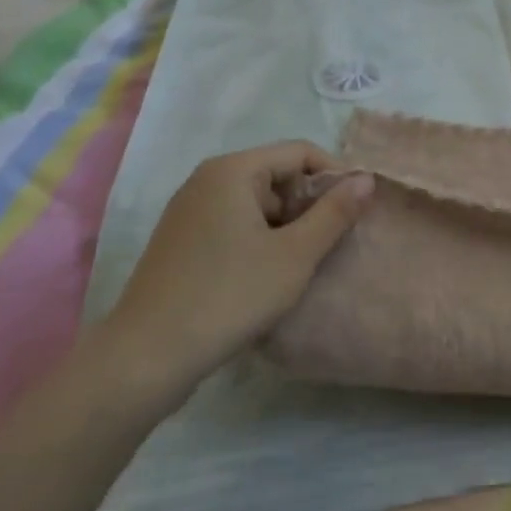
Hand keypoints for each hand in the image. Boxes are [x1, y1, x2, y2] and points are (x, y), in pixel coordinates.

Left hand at [99, 142, 371, 405]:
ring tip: (301, 263)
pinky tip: (265, 275)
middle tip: (329, 242)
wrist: (144, 359)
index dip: (334, 176)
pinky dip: (258, 238)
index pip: (300, 152)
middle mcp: (207, 179)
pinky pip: (232, 222)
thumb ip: (335, 212)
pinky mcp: (180, 240)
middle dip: (308, 203)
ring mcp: (188, 210)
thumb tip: (366, 179)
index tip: (355, 211)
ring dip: (285, 225)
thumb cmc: (229, 296)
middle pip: (277, 174)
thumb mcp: (296, 255)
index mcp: (233, 170)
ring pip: (255, 202)